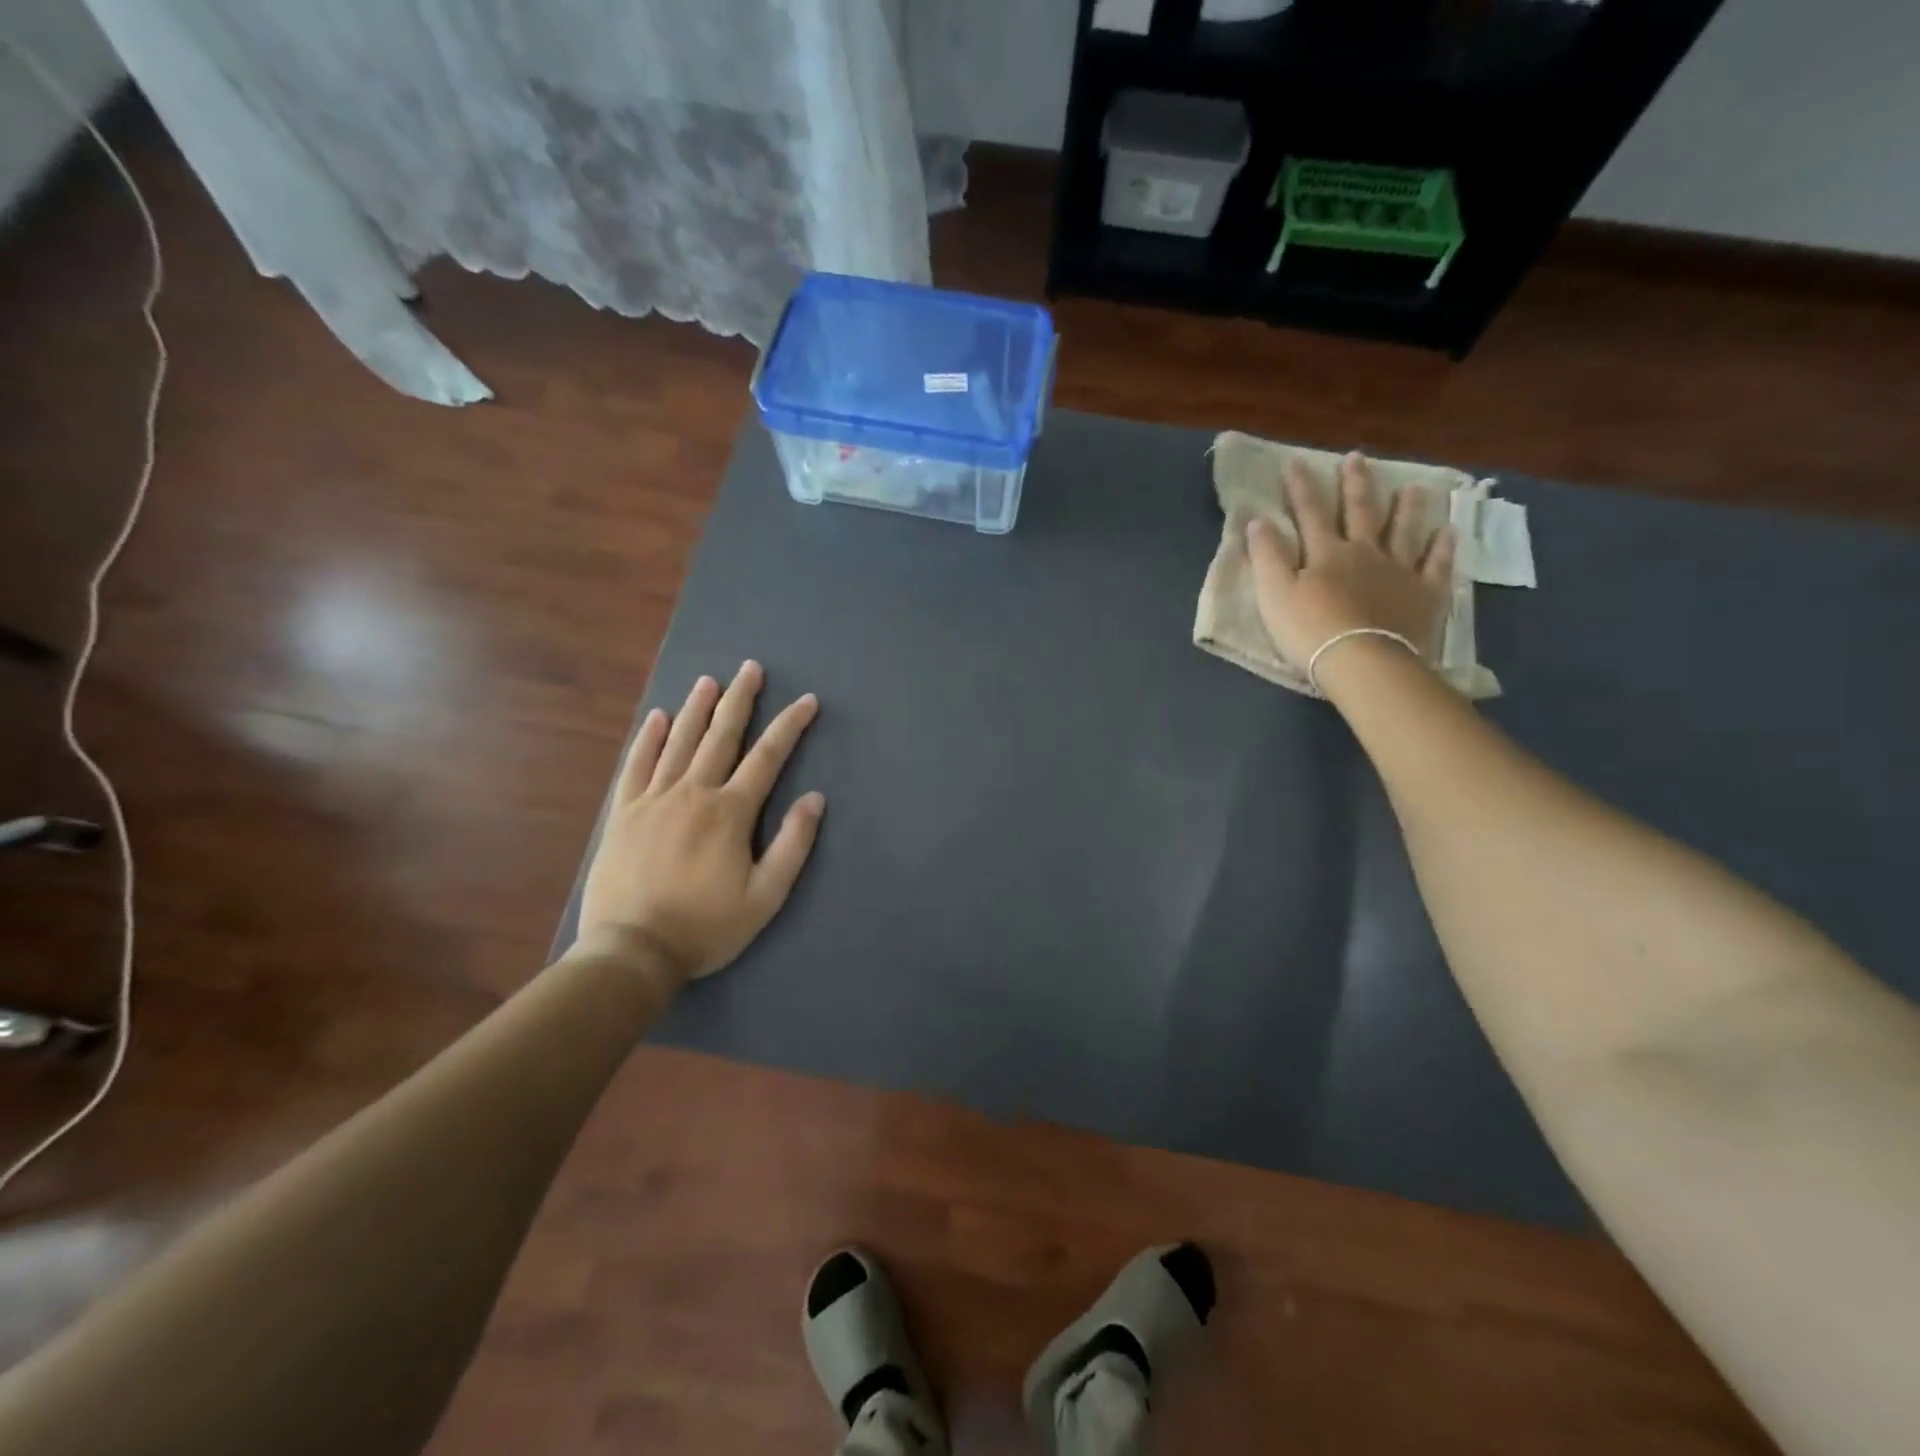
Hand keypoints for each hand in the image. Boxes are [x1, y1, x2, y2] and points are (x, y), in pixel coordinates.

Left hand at [574, 661, 823, 987]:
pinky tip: (656, 717)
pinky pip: (636, 765)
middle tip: (750, 668)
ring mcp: (653, 799)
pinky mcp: (623, 813)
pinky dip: (647, 739)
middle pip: (721, 736)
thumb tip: (815, 799)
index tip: (807, 701)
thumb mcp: (765, 896)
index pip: (767, 757)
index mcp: (730, 812)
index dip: (790, 726)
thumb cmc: (706, 927)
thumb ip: (793, 844)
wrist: (632, 951)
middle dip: (740, 700)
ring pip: (678, 742)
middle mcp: (693, 793)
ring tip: (709, 681)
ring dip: (696, 709)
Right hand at [1246, 451, 1455, 674]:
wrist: (1363, 662)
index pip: (1310, 513)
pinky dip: (1442, 548)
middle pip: (1360, 512)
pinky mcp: (1425, 595)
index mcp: (1326, 553)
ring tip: (1413, 487)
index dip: (1301, 487)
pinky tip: (1447, 533)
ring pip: (1404, 531)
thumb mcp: (1274, 594)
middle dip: (1355, 485)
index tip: (1295, 462)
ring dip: (1406, 508)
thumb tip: (1258, 521)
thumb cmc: (1311, 630)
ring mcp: (1400, 571)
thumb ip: (1266, 556)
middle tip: (1357, 458)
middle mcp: (1365, 553)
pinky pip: (1437, 565)